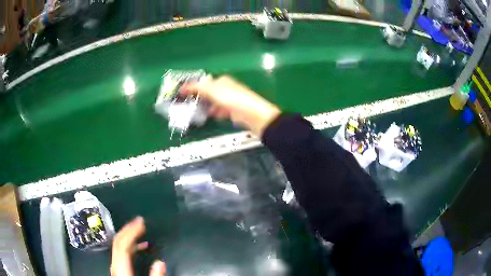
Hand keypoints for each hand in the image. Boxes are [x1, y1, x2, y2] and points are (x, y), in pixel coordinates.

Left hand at [111, 217, 165, 275]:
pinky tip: (140, 247)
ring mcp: (116, 265)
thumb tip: (160, 262)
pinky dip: (131, 246)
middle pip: (118, 241)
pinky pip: (122, 252)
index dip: (131, 231)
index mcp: (121, 267)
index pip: (123, 244)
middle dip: (128, 229)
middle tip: (140, 221)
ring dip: (129, 236)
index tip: (141, 222)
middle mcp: (116, 264)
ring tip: (140, 231)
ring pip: (119, 245)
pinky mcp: (119, 268)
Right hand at [182, 76, 280, 136]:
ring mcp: (229, 101)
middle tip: (184, 104)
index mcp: (221, 81)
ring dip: (204, 106)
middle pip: (207, 92)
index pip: (203, 82)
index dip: (191, 87)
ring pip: (212, 102)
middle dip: (197, 97)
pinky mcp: (232, 112)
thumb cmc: (232, 99)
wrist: (253, 115)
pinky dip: (213, 113)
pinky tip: (207, 116)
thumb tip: (183, 86)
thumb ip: (198, 88)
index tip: (180, 93)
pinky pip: (219, 111)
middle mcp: (225, 89)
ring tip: (192, 111)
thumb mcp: (213, 90)